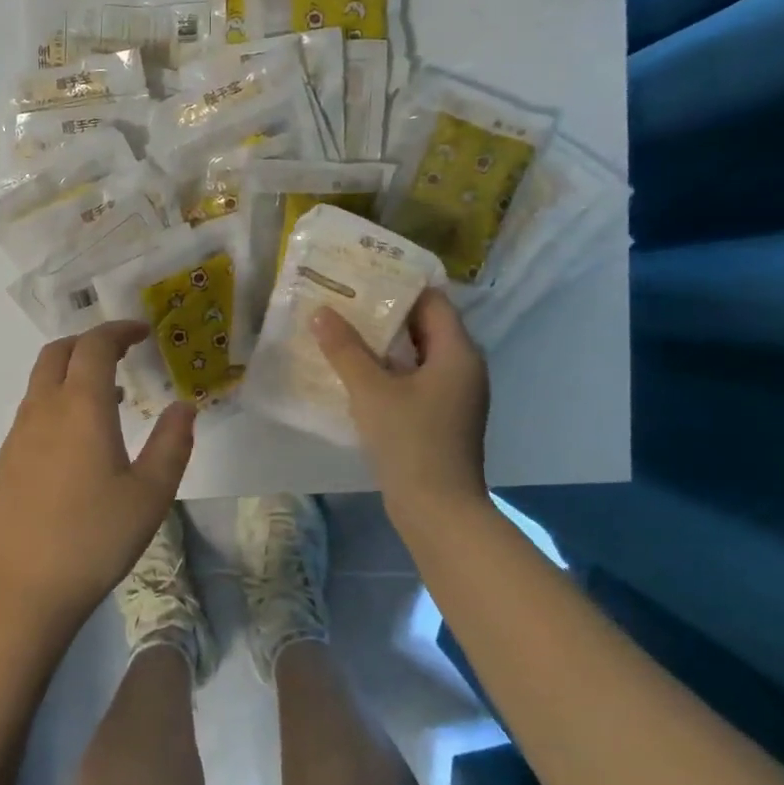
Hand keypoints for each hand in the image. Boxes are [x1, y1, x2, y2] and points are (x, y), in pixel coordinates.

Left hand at [0, 321, 195, 638]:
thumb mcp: (150, 494)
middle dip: (90, 342)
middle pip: (58, 352)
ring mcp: (17, 435)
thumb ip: (172, 443)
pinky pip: (32, 410)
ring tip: (107, 397)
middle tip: (122, 353)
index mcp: (80, 407)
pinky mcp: (5, 460)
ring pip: (41, 381)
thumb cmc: (94, 538)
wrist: (22, 588)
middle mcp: (43, 409)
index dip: (119, 330)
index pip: (95, 345)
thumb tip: (184, 406)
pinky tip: (77, 439)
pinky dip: (57, 401)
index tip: (143, 331)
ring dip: (72, 372)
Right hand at [312, 289, 490, 529]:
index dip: (399, 284)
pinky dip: (389, 370)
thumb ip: (345, 349)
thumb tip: (321, 312)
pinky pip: (415, 379)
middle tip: (344, 299)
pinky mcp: (441, 418)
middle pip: (425, 326)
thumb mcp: (371, 391)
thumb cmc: (410, 442)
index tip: (363, 274)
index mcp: (458, 352)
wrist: (437, 510)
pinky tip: (355, 372)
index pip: (432, 301)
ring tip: (342, 329)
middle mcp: (463, 367)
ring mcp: (454, 395)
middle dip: (385, 313)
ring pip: (418, 355)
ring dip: (384, 343)